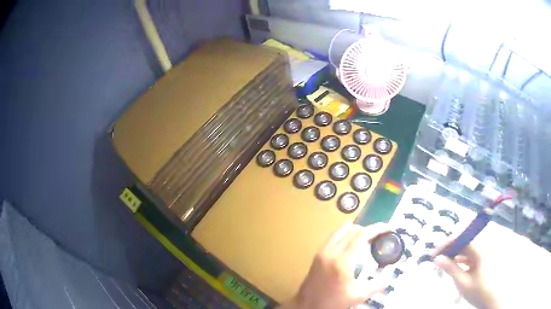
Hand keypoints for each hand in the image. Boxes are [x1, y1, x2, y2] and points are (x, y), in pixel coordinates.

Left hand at [280, 223, 388, 308]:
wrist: (307, 306)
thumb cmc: (332, 302)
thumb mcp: (357, 296)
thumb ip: (376, 285)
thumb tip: (389, 278)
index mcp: (342, 261)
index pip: (361, 235)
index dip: (376, 228)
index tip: (388, 228)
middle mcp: (330, 251)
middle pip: (351, 229)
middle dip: (367, 229)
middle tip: (379, 236)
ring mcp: (321, 251)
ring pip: (340, 230)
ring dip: (355, 230)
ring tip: (367, 239)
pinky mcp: (317, 254)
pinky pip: (333, 237)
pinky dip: (345, 235)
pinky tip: (352, 245)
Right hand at [434, 244, 498, 308]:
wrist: (492, 299)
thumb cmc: (478, 291)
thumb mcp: (463, 283)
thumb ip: (451, 269)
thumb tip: (438, 258)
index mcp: (480, 250)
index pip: (463, 238)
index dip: (448, 242)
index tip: (434, 253)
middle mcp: (483, 247)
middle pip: (465, 241)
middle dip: (450, 247)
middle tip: (437, 257)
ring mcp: (484, 253)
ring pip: (467, 248)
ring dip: (455, 253)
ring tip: (443, 261)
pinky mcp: (483, 259)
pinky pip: (471, 254)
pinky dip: (461, 258)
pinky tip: (454, 265)